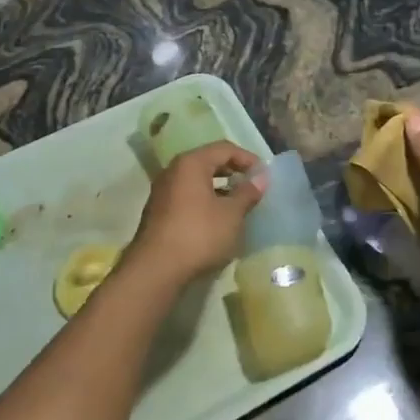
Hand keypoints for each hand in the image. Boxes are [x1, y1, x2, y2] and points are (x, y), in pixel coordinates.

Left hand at [125, 141, 265, 288]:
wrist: (155, 270)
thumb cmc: (199, 235)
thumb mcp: (231, 214)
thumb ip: (247, 193)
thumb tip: (261, 177)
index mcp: (191, 163)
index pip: (224, 148)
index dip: (247, 158)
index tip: (264, 174)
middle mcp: (173, 170)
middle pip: (208, 161)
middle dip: (232, 171)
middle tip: (252, 185)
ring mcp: (162, 191)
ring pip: (196, 180)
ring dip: (219, 187)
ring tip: (238, 203)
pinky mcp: (158, 212)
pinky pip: (187, 196)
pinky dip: (204, 200)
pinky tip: (216, 219)